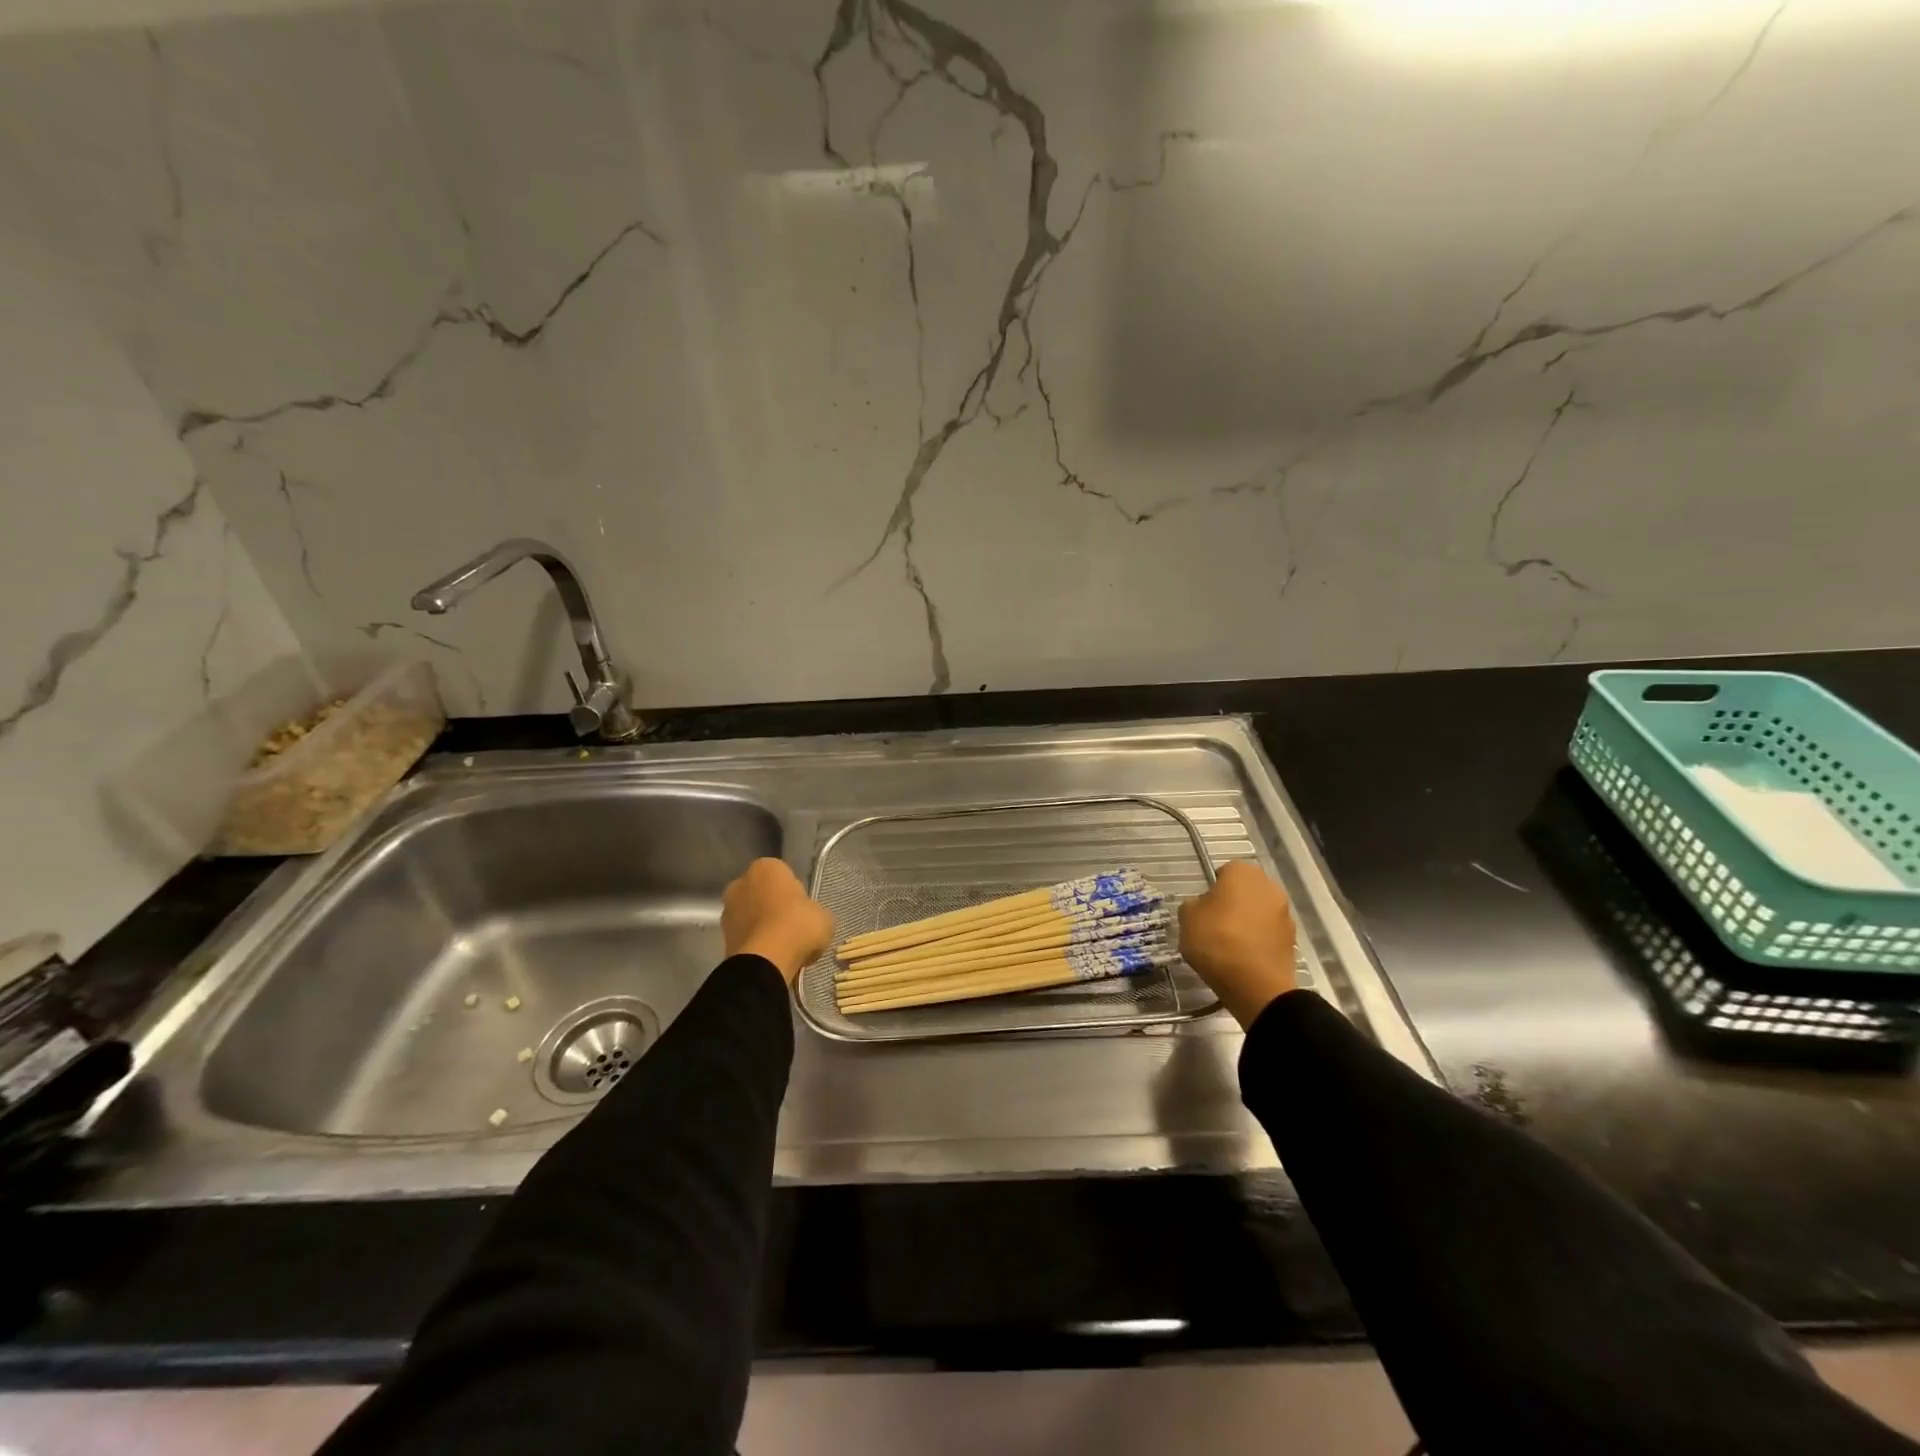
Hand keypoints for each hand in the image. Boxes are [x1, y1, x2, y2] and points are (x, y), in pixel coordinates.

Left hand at [722, 859, 833, 984]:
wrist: (766, 961)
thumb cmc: (798, 926)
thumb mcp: (824, 916)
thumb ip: (815, 911)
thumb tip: (811, 918)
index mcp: (766, 867)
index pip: (784, 874)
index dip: (795, 892)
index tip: (804, 909)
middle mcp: (741, 882)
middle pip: (763, 893)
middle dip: (774, 906)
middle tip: (794, 926)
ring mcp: (728, 910)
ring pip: (751, 915)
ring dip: (763, 925)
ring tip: (783, 945)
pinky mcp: (722, 937)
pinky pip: (745, 936)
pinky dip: (755, 943)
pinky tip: (771, 955)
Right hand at [1178, 861, 1297, 1028]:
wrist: (1255, 985)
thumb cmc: (1216, 940)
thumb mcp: (1186, 917)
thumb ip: (1193, 905)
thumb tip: (1202, 907)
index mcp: (1243, 872)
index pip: (1225, 871)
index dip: (1212, 889)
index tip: (1203, 908)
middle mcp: (1269, 886)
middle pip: (1245, 891)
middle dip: (1232, 903)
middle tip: (1214, 924)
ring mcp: (1285, 914)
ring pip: (1259, 912)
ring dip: (1247, 922)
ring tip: (1228, 945)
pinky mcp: (1293, 940)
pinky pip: (1268, 934)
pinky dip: (1257, 941)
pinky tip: (1243, 958)